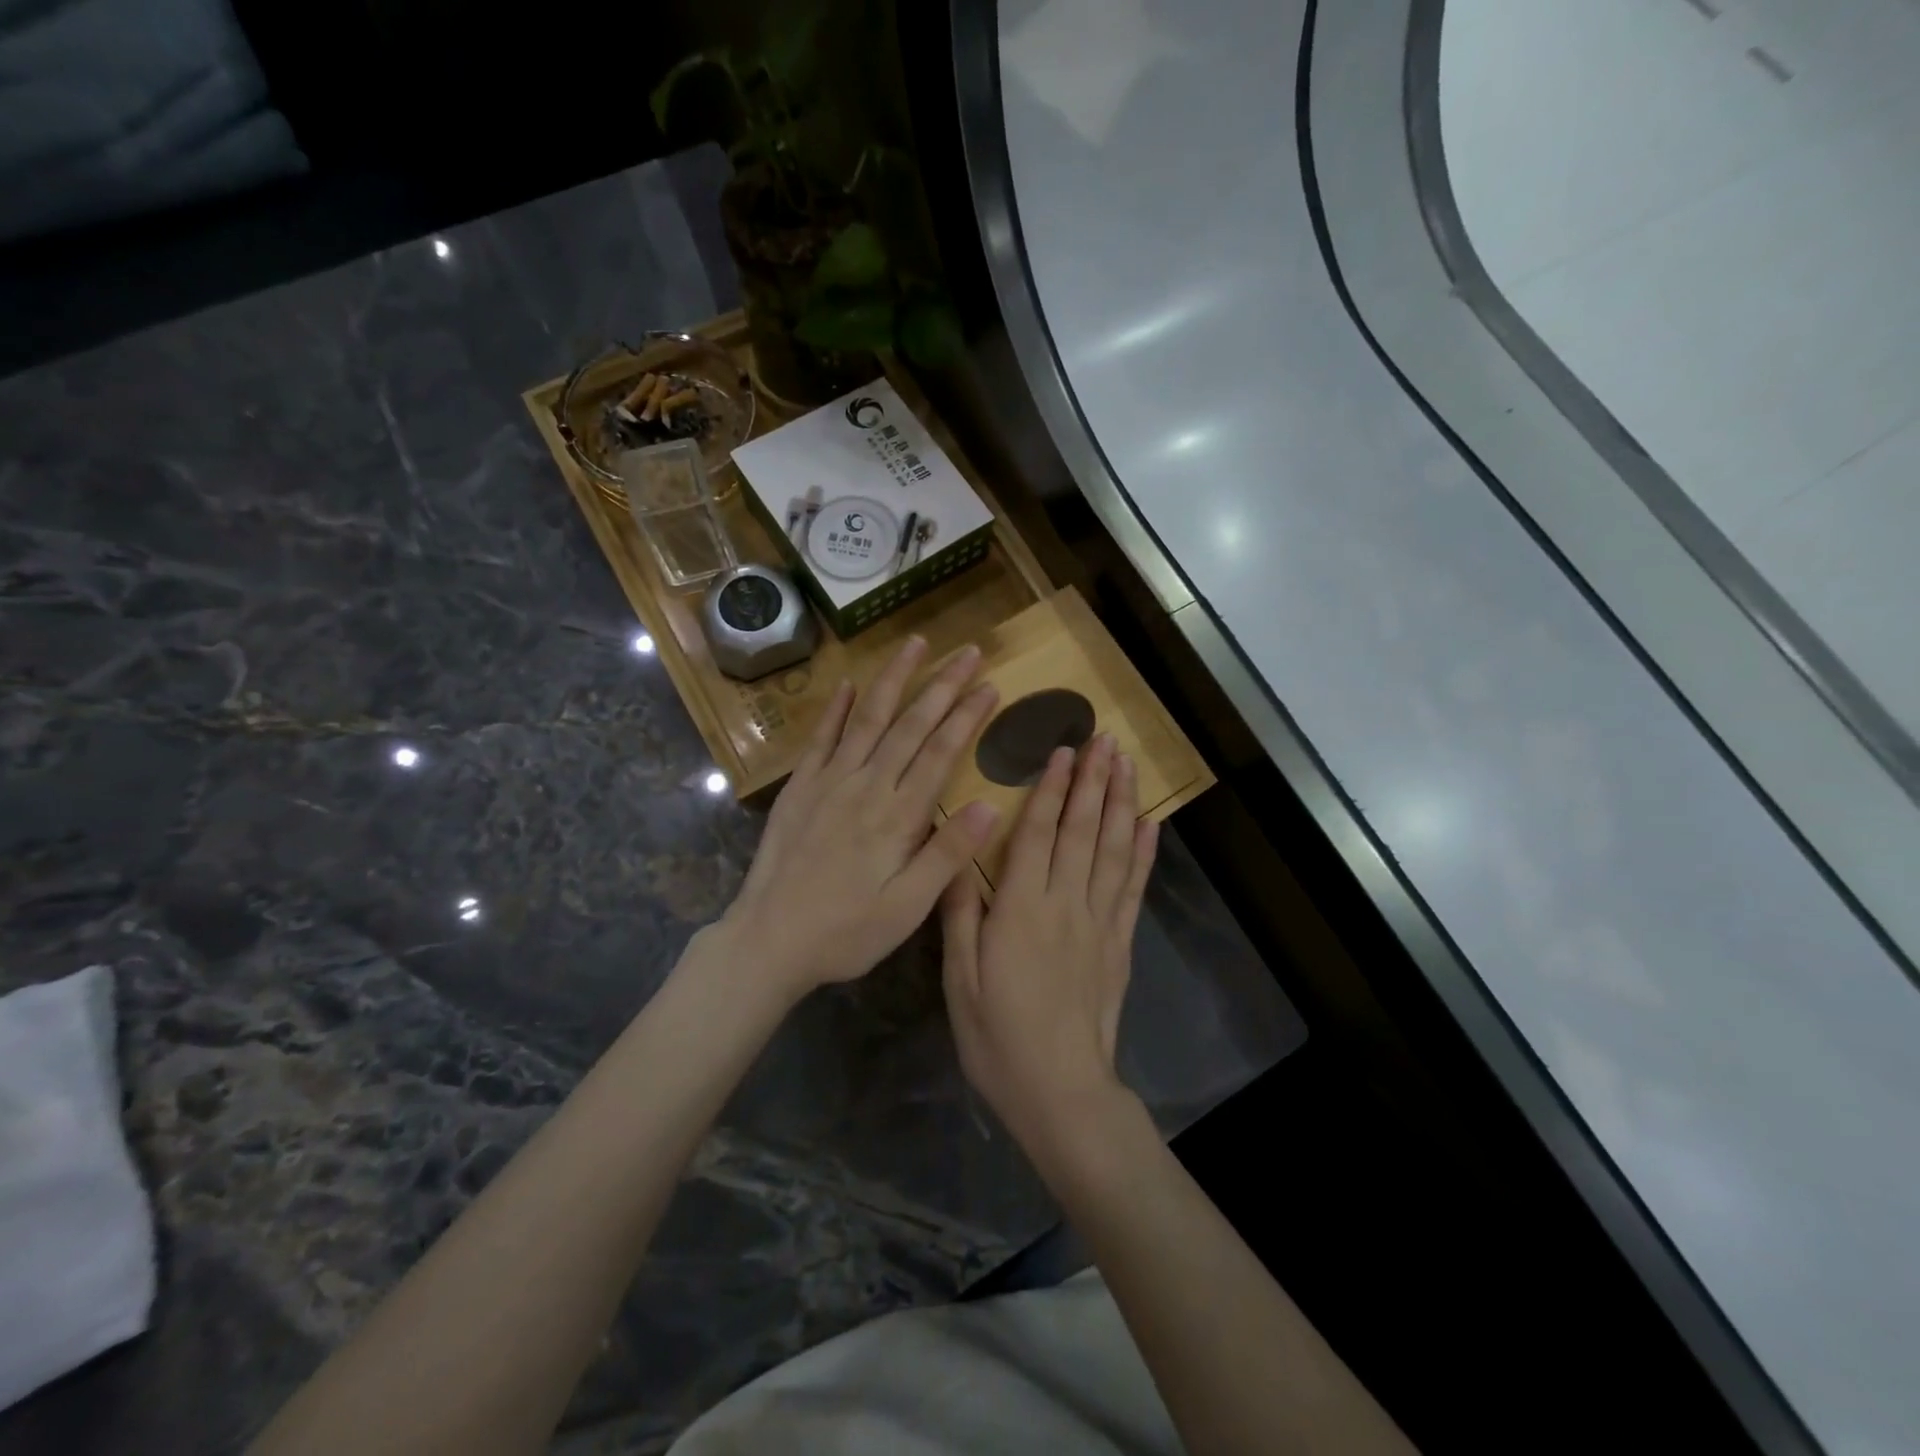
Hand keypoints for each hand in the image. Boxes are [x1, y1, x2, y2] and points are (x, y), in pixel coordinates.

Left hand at [719, 636, 1000, 999]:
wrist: (769, 939)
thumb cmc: (847, 931)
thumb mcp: (908, 907)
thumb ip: (947, 855)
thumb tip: (989, 805)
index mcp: (897, 816)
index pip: (940, 753)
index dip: (967, 716)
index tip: (990, 685)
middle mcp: (865, 786)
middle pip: (909, 724)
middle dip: (942, 685)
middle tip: (968, 650)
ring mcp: (828, 782)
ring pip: (867, 718)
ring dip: (893, 679)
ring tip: (915, 644)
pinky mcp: (800, 788)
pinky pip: (821, 738)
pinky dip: (836, 708)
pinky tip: (847, 683)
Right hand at [941, 734, 1158, 1155]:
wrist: (1060, 1092)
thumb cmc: (998, 1038)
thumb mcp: (960, 980)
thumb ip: (960, 915)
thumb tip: (957, 855)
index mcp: (1020, 910)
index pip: (1038, 834)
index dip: (1049, 789)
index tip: (1061, 751)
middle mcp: (1065, 904)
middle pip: (1081, 830)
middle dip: (1092, 780)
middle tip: (1103, 738)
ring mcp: (1099, 923)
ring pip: (1111, 850)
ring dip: (1120, 803)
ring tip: (1126, 765)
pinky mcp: (1119, 944)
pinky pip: (1132, 889)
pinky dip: (1141, 853)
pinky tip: (1148, 824)